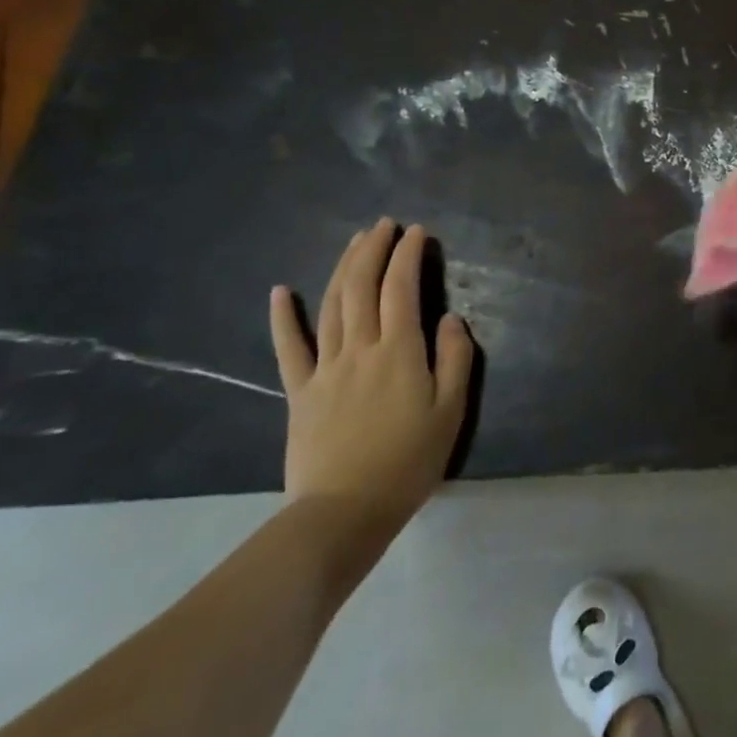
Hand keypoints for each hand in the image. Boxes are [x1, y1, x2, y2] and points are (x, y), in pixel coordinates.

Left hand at [269, 219, 475, 526]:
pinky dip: (284, 317)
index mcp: (399, 351)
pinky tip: (280, 291)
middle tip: (384, 224)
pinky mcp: (300, 391)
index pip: (401, 289)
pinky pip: (289, 348)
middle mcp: (360, 348)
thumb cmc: (408, 461)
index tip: (416, 232)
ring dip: (342, 268)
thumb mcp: (451, 411)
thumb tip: (450, 318)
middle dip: (373, 250)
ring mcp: (325, 368)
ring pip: (331, 306)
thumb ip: (455, 359)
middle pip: (362, 287)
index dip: (408, 255)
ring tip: (354, 241)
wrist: (344, 512)